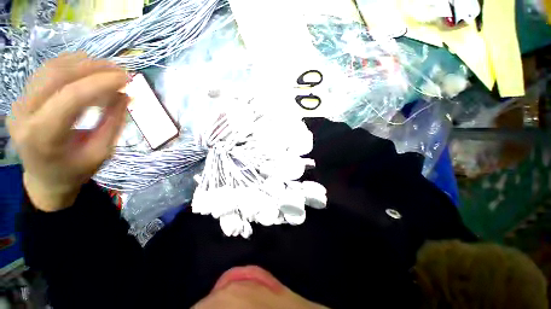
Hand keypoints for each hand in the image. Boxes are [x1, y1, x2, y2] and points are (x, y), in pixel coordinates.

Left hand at [7, 52, 129, 211]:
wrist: (45, 179)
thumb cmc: (75, 171)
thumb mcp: (101, 152)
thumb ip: (113, 123)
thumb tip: (126, 95)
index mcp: (43, 136)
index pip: (72, 97)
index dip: (102, 83)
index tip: (128, 78)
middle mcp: (25, 115)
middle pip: (58, 76)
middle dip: (93, 68)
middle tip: (121, 70)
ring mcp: (19, 104)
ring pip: (50, 69)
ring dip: (82, 63)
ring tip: (108, 68)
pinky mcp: (22, 98)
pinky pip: (45, 72)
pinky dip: (69, 65)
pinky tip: (87, 68)